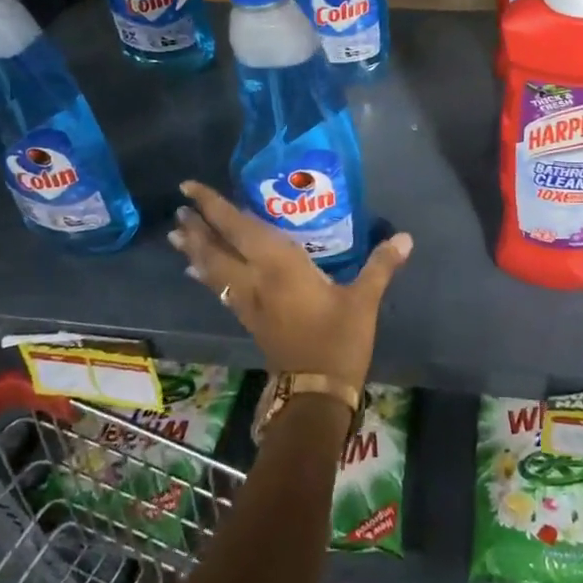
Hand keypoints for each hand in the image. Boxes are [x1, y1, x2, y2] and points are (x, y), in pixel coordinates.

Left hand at [169, 181, 411, 390]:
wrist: (316, 393)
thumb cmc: (339, 340)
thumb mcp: (363, 301)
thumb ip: (381, 265)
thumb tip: (405, 237)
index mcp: (279, 265)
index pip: (239, 228)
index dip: (213, 207)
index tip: (189, 189)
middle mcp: (256, 279)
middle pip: (217, 249)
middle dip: (197, 228)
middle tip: (179, 210)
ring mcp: (249, 302)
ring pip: (213, 270)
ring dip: (195, 251)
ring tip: (176, 236)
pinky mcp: (250, 320)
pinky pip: (220, 289)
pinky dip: (207, 275)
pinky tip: (199, 273)